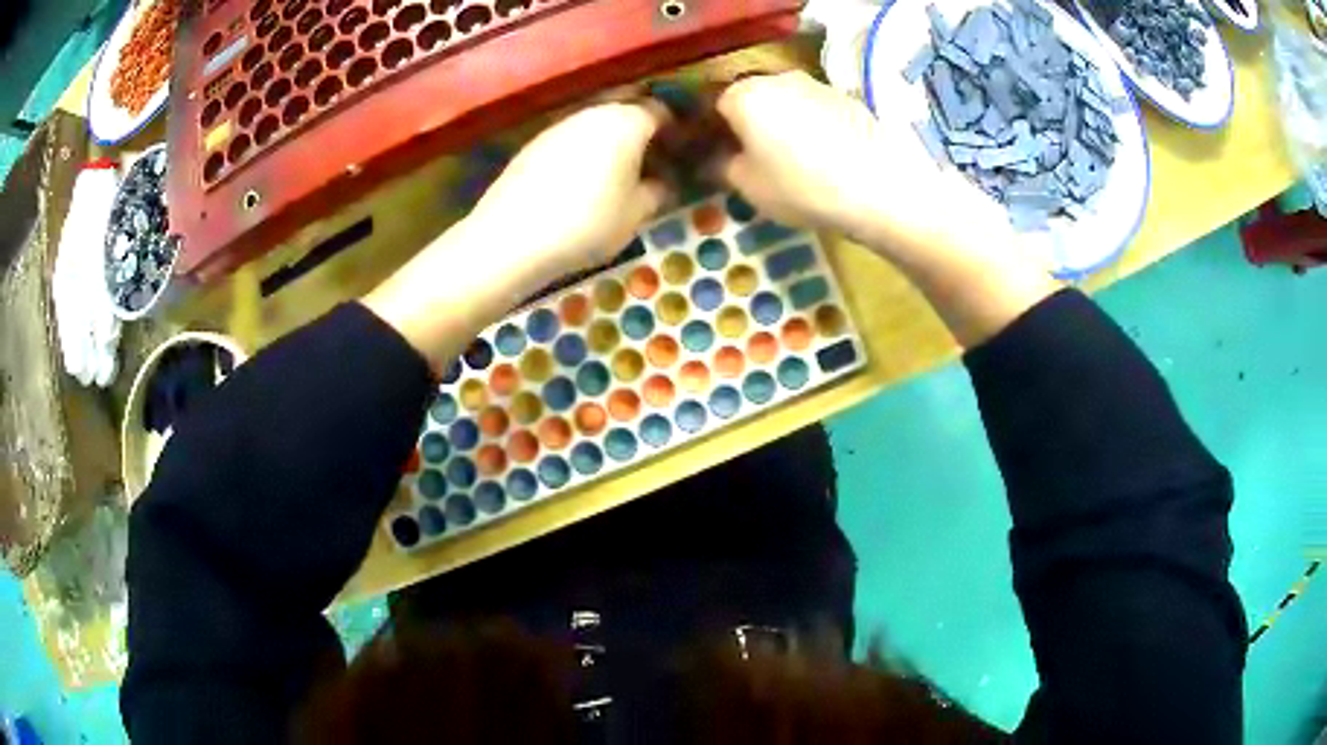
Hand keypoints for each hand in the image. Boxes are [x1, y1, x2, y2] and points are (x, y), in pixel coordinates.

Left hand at [467, 99, 673, 276]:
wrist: (510, 238)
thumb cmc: (586, 223)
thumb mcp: (636, 214)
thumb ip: (658, 191)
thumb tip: (663, 182)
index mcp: (626, 121)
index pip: (661, 110)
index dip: (676, 129)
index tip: (683, 151)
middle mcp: (592, 113)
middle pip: (626, 111)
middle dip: (643, 132)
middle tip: (653, 162)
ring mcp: (558, 126)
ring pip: (596, 124)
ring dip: (612, 142)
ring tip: (619, 175)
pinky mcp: (533, 145)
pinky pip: (571, 140)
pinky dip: (585, 152)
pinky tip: (582, 183)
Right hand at [714, 71, 1007, 255]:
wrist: (880, 187)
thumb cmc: (801, 186)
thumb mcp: (748, 185)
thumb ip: (720, 166)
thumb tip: (710, 160)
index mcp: (743, 94)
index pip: (709, 104)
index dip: (707, 131)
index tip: (710, 156)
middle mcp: (776, 79)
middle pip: (748, 99)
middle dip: (742, 125)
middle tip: (746, 160)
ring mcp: (815, 85)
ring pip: (782, 102)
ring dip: (776, 125)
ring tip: (786, 161)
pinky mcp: (844, 99)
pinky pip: (811, 109)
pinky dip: (806, 127)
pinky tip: (818, 157)